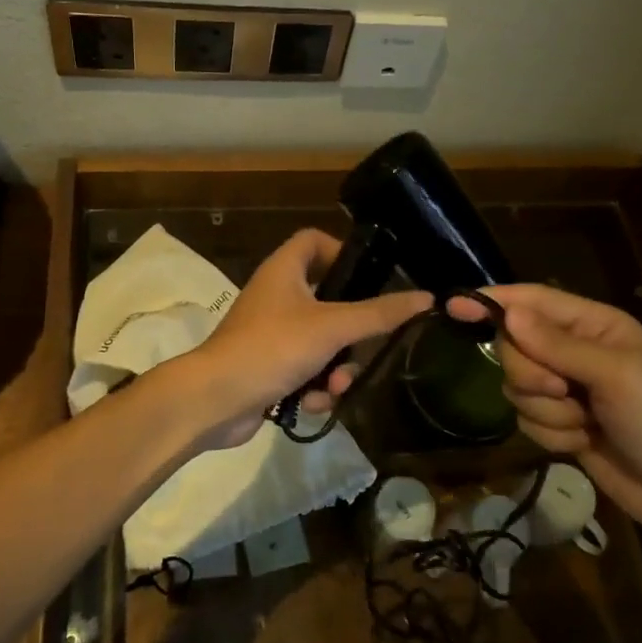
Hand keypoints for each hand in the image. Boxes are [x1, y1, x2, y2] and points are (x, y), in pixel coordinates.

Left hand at [181, 228, 431, 449]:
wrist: (215, 400)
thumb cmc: (272, 347)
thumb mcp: (332, 327)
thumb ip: (379, 313)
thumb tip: (426, 298)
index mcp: (284, 270)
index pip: (314, 240)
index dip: (342, 251)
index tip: (371, 276)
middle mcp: (276, 296)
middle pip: (328, 299)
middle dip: (351, 332)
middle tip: (366, 346)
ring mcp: (270, 333)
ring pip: (321, 342)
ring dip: (337, 366)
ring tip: (338, 385)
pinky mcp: (268, 367)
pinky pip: (306, 369)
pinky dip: (315, 385)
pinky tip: (316, 402)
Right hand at [450, 284, 641, 533]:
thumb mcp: (616, 376)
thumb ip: (557, 345)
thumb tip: (506, 313)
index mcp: (594, 324)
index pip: (531, 301)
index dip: (492, 302)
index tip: (452, 306)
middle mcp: (575, 350)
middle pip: (514, 346)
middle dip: (531, 374)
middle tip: (563, 391)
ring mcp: (566, 388)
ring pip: (516, 386)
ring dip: (546, 410)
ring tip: (585, 423)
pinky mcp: (560, 422)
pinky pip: (525, 418)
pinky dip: (550, 433)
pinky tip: (583, 443)